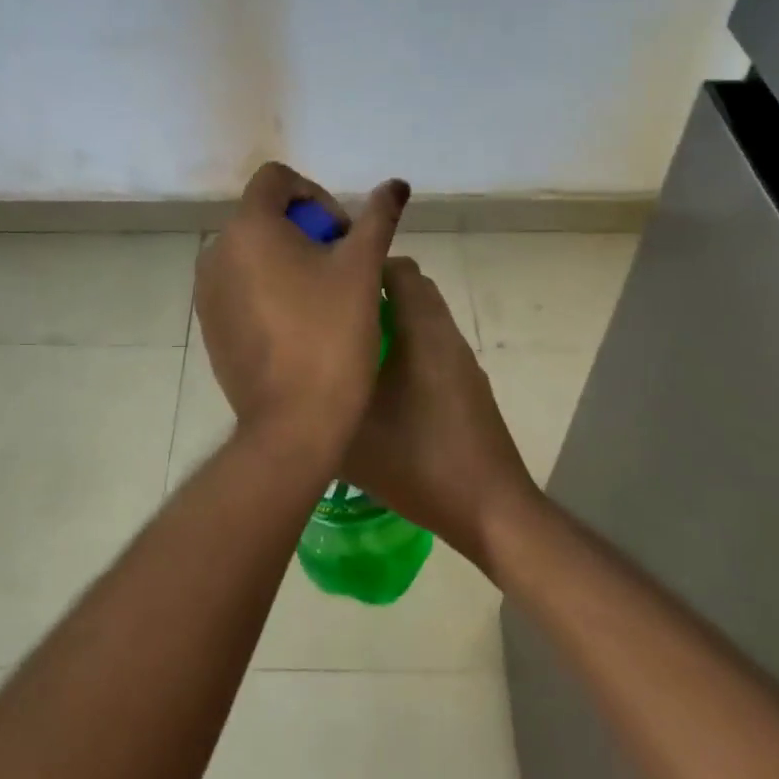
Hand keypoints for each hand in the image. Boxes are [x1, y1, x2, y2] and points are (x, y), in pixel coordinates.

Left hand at [195, 162, 408, 450]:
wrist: (294, 423)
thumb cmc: (332, 336)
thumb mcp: (363, 269)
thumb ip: (378, 218)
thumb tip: (397, 184)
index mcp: (248, 228)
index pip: (276, 179)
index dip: (316, 195)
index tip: (342, 234)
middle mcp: (216, 252)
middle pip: (264, 216)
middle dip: (306, 231)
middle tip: (341, 269)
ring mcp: (207, 292)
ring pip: (252, 253)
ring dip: (287, 260)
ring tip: (322, 299)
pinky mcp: (209, 325)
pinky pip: (240, 287)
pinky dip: (267, 289)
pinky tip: (298, 326)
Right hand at [339, 258, 541, 568]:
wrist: (488, 510)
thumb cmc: (419, 462)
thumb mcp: (352, 435)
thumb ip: (318, 401)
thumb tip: (289, 379)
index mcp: (423, 332)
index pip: (398, 269)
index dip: (361, 267)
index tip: (326, 283)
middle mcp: (446, 337)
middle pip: (411, 291)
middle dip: (371, 294)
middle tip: (330, 314)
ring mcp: (460, 364)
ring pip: (421, 322)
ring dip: (387, 324)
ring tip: (345, 349)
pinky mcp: (466, 389)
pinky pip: (430, 349)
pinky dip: (404, 349)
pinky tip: (375, 386)